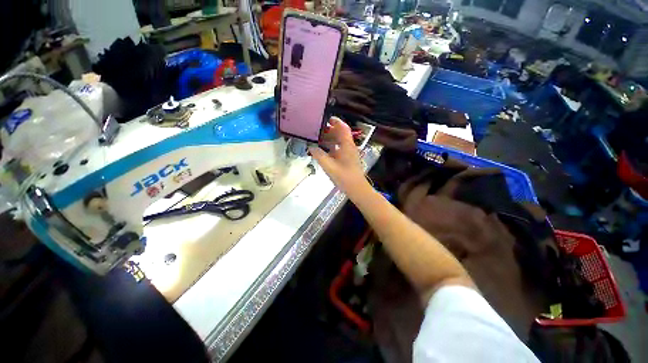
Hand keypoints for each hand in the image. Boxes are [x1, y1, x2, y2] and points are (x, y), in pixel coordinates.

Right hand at [308, 117, 368, 196]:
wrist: (356, 189)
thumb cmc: (344, 177)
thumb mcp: (329, 166)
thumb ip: (319, 155)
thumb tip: (311, 147)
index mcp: (347, 145)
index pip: (343, 128)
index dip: (336, 122)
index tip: (326, 119)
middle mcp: (349, 147)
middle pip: (340, 134)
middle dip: (329, 131)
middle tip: (317, 132)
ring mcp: (349, 154)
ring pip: (339, 142)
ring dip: (329, 140)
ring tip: (317, 140)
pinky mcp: (347, 160)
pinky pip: (338, 150)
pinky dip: (331, 148)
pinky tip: (323, 151)